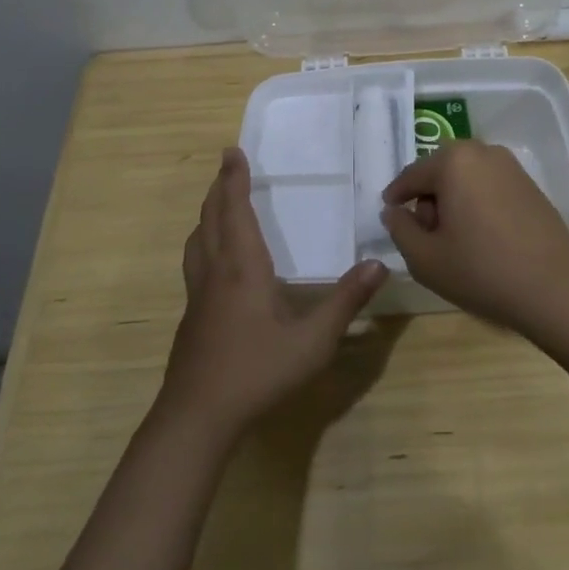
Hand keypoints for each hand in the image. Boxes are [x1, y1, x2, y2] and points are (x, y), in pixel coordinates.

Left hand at [160, 148, 387, 439]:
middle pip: (211, 218)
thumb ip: (345, 302)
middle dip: (219, 188)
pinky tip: (215, 261)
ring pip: (197, 240)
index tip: (233, 151)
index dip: (233, 179)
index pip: (234, 210)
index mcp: (242, 267)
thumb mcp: (313, 341)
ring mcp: (197, 295)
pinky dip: (203, 241)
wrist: (197, 418)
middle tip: (227, 165)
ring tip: (218, 204)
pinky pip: (195, 261)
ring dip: (207, 213)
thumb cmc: (257, 372)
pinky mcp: (191, 316)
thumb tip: (378, 265)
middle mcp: (215, 272)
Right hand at [380, 141, 568, 334]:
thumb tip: (394, 211)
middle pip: (440, 171)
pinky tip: (480, 235)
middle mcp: (482, 152)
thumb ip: (400, 229)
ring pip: (465, 177)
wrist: (554, 288)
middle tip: (425, 234)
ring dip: (452, 199)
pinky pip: (488, 185)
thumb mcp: (425, 258)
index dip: (396, 196)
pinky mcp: (528, 183)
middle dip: (427, 197)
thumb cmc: (482, 270)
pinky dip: (476, 202)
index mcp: (453, 161)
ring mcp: (510, 166)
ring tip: (453, 238)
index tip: (390, 214)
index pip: (412, 175)